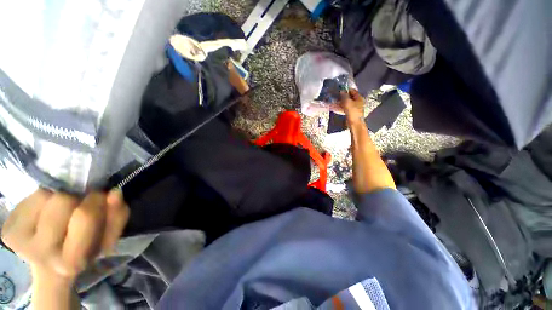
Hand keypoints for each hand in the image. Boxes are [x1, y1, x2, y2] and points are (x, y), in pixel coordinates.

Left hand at [1, 189, 128, 282]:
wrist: (50, 266)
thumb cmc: (85, 249)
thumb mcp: (108, 237)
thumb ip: (117, 216)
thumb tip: (114, 192)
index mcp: (71, 261)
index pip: (84, 216)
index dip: (95, 202)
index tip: (99, 199)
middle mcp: (41, 253)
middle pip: (61, 201)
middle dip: (75, 199)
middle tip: (76, 208)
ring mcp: (18, 241)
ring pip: (44, 195)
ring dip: (58, 198)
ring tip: (59, 213)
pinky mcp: (7, 231)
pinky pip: (29, 198)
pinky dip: (42, 200)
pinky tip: (43, 214)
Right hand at [333, 89, 364, 122]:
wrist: (354, 123)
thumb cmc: (352, 111)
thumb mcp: (347, 102)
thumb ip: (344, 96)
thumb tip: (342, 91)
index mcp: (359, 98)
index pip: (353, 91)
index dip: (346, 90)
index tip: (340, 90)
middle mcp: (358, 102)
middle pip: (349, 97)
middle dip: (342, 97)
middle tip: (336, 96)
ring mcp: (354, 108)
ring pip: (346, 103)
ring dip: (340, 103)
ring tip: (334, 102)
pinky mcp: (351, 113)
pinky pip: (345, 108)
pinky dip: (341, 108)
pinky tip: (335, 108)